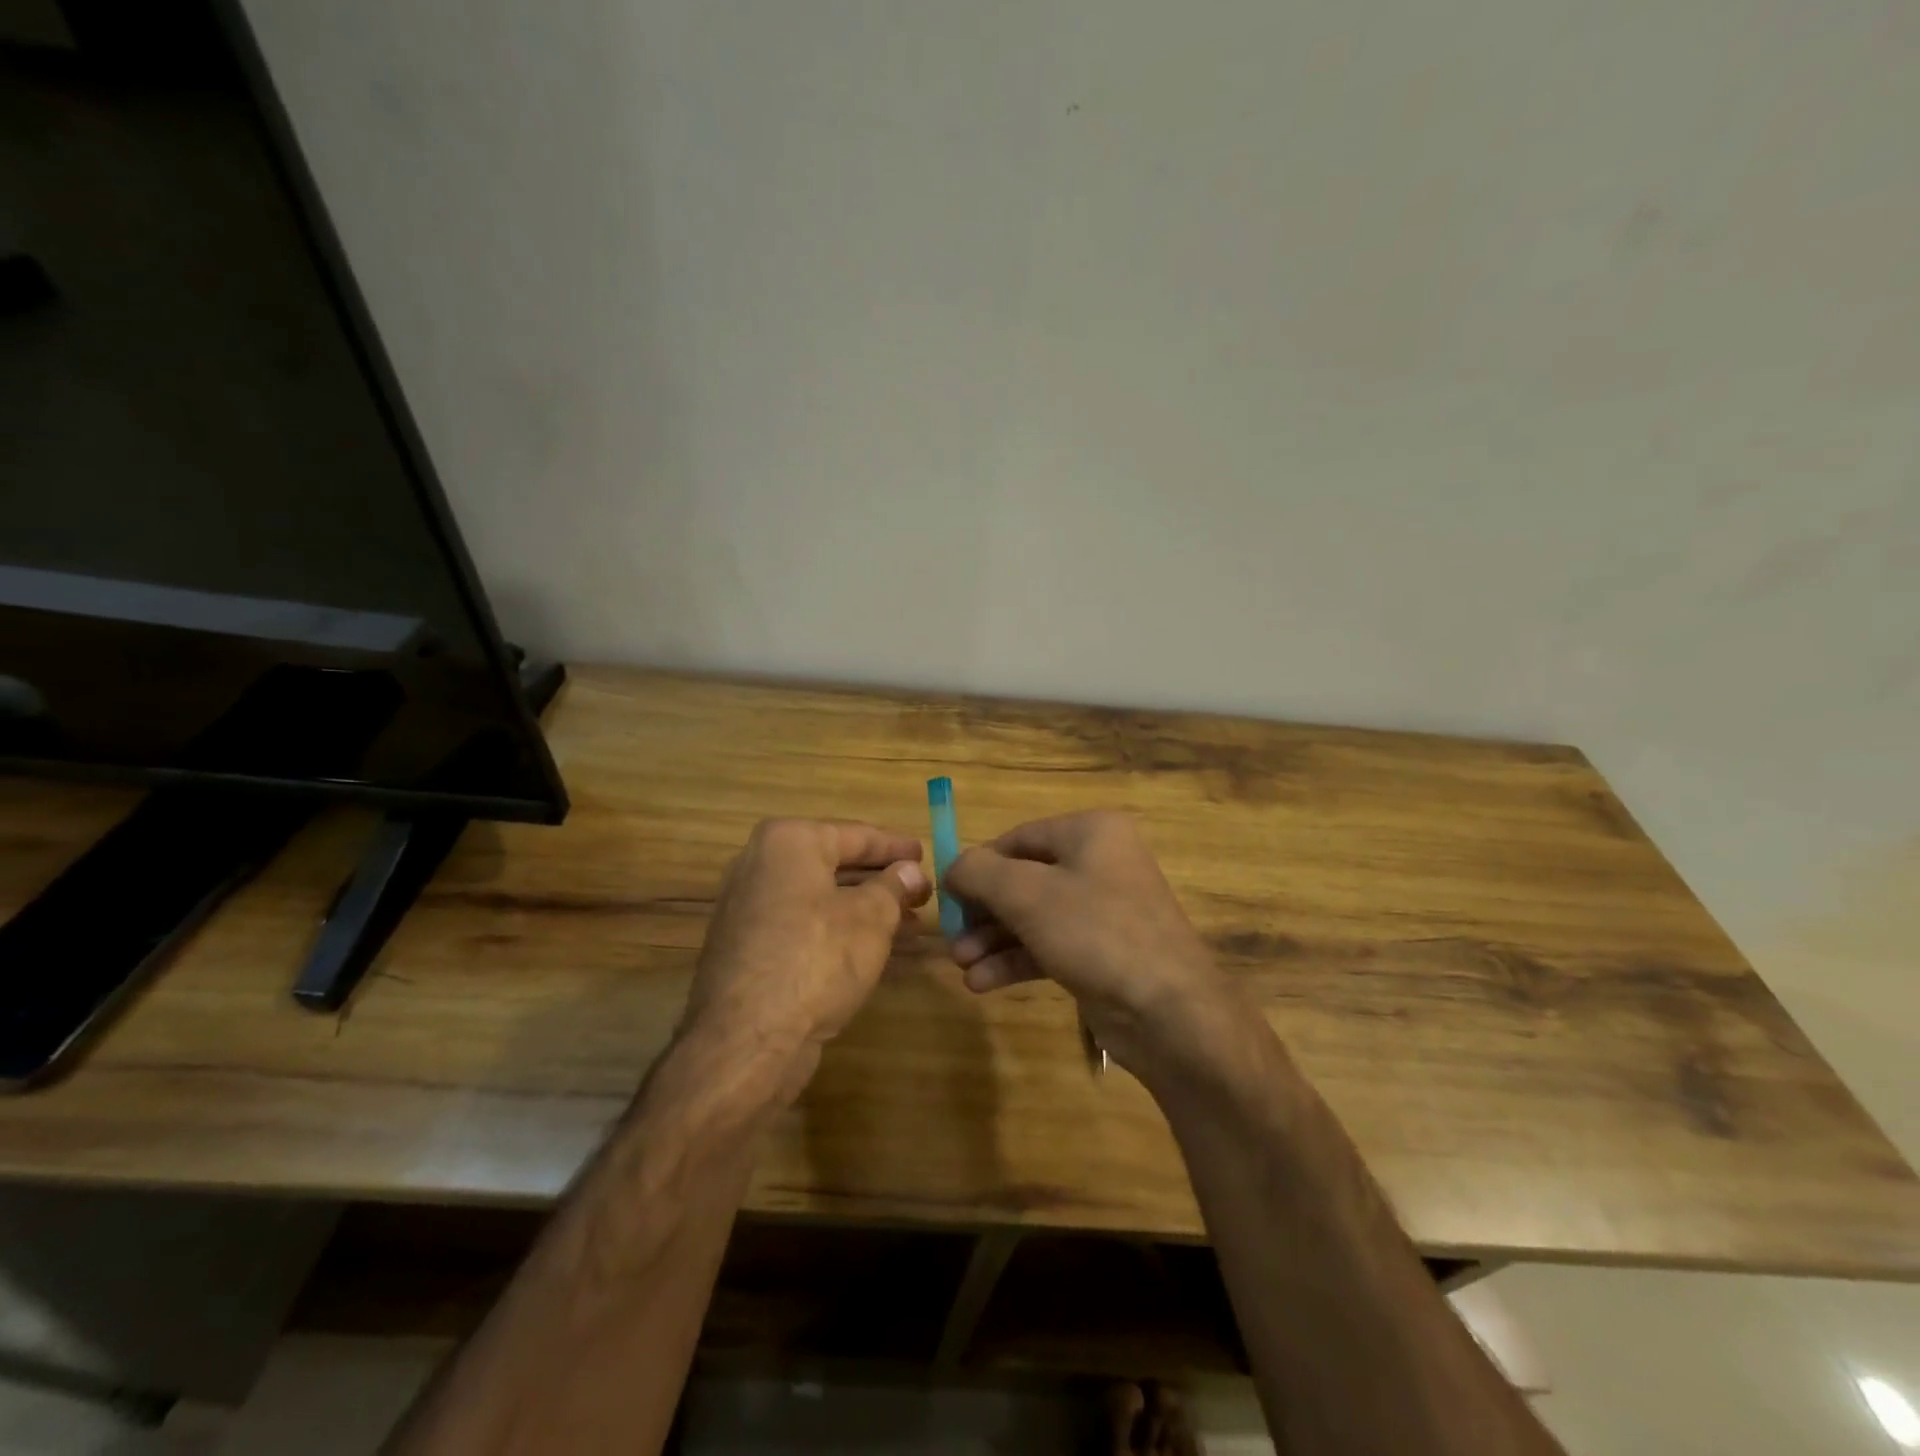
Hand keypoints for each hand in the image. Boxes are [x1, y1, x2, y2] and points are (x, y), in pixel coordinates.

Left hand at [683, 818, 930, 1100]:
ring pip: (820, 896)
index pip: (856, 834)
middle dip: (881, 880)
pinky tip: (870, 947)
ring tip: (909, 923)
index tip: (924, 853)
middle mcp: (760, 864)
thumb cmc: (817, 959)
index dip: (895, 846)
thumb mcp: (871, 918)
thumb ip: (894, 887)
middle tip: (921, 892)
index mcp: (788, 842)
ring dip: (864, 907)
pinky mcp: (746, 945)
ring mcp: (748, 906)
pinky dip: (837, 928)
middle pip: (834, 863)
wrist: (746, 1040)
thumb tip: (911, 872)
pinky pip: (802, 922)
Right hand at [943, 811, 1240, 1080]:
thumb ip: (979, 872)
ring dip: (993, 939)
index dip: (978, 865)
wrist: (1169, 1012)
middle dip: (983, 911)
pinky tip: (982, 983)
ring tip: (962, 965)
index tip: (946, 896)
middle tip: (950, 937)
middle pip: (1023, 879)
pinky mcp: (1100, 953)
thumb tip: (953, 867)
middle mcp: (1098, 863)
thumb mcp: (1027, 894)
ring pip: (1033, 917)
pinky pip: (1048, 946)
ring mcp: (1102, 910)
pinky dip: (1015, 960)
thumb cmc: (1096, 932)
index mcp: (1090, 833)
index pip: (1018, 839)